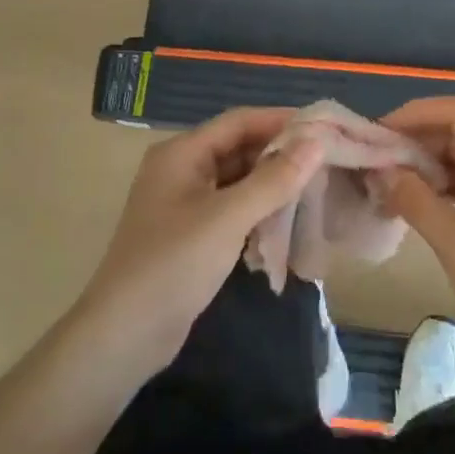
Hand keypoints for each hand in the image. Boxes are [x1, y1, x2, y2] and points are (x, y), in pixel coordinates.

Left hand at [75, 107, 324, 375]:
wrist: (125, 333)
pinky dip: (260, 209)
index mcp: (182, 153)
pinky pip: (233, 207)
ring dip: (273, 182)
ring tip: (317, 185)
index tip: (325, 126)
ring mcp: (186, 203)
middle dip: (281, 152)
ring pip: (238, 179)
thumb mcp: (228, 217)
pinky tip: (289, 218)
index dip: (281, 120)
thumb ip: (274, 179)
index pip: (239, 121)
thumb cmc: (174, 264)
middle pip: (239, 148)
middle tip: (329, 158)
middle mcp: (182, 169)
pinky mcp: (193, 233)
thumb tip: (316, 141)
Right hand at [377, 96, 454, 361]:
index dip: (415, 115)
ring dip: (429, 167)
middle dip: (417, 143)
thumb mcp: (453, 240)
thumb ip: (412, 198)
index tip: (379, 134)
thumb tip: (380, 171)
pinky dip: (446, 186)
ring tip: (392, 186)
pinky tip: (420, 204)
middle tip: (378, 164)